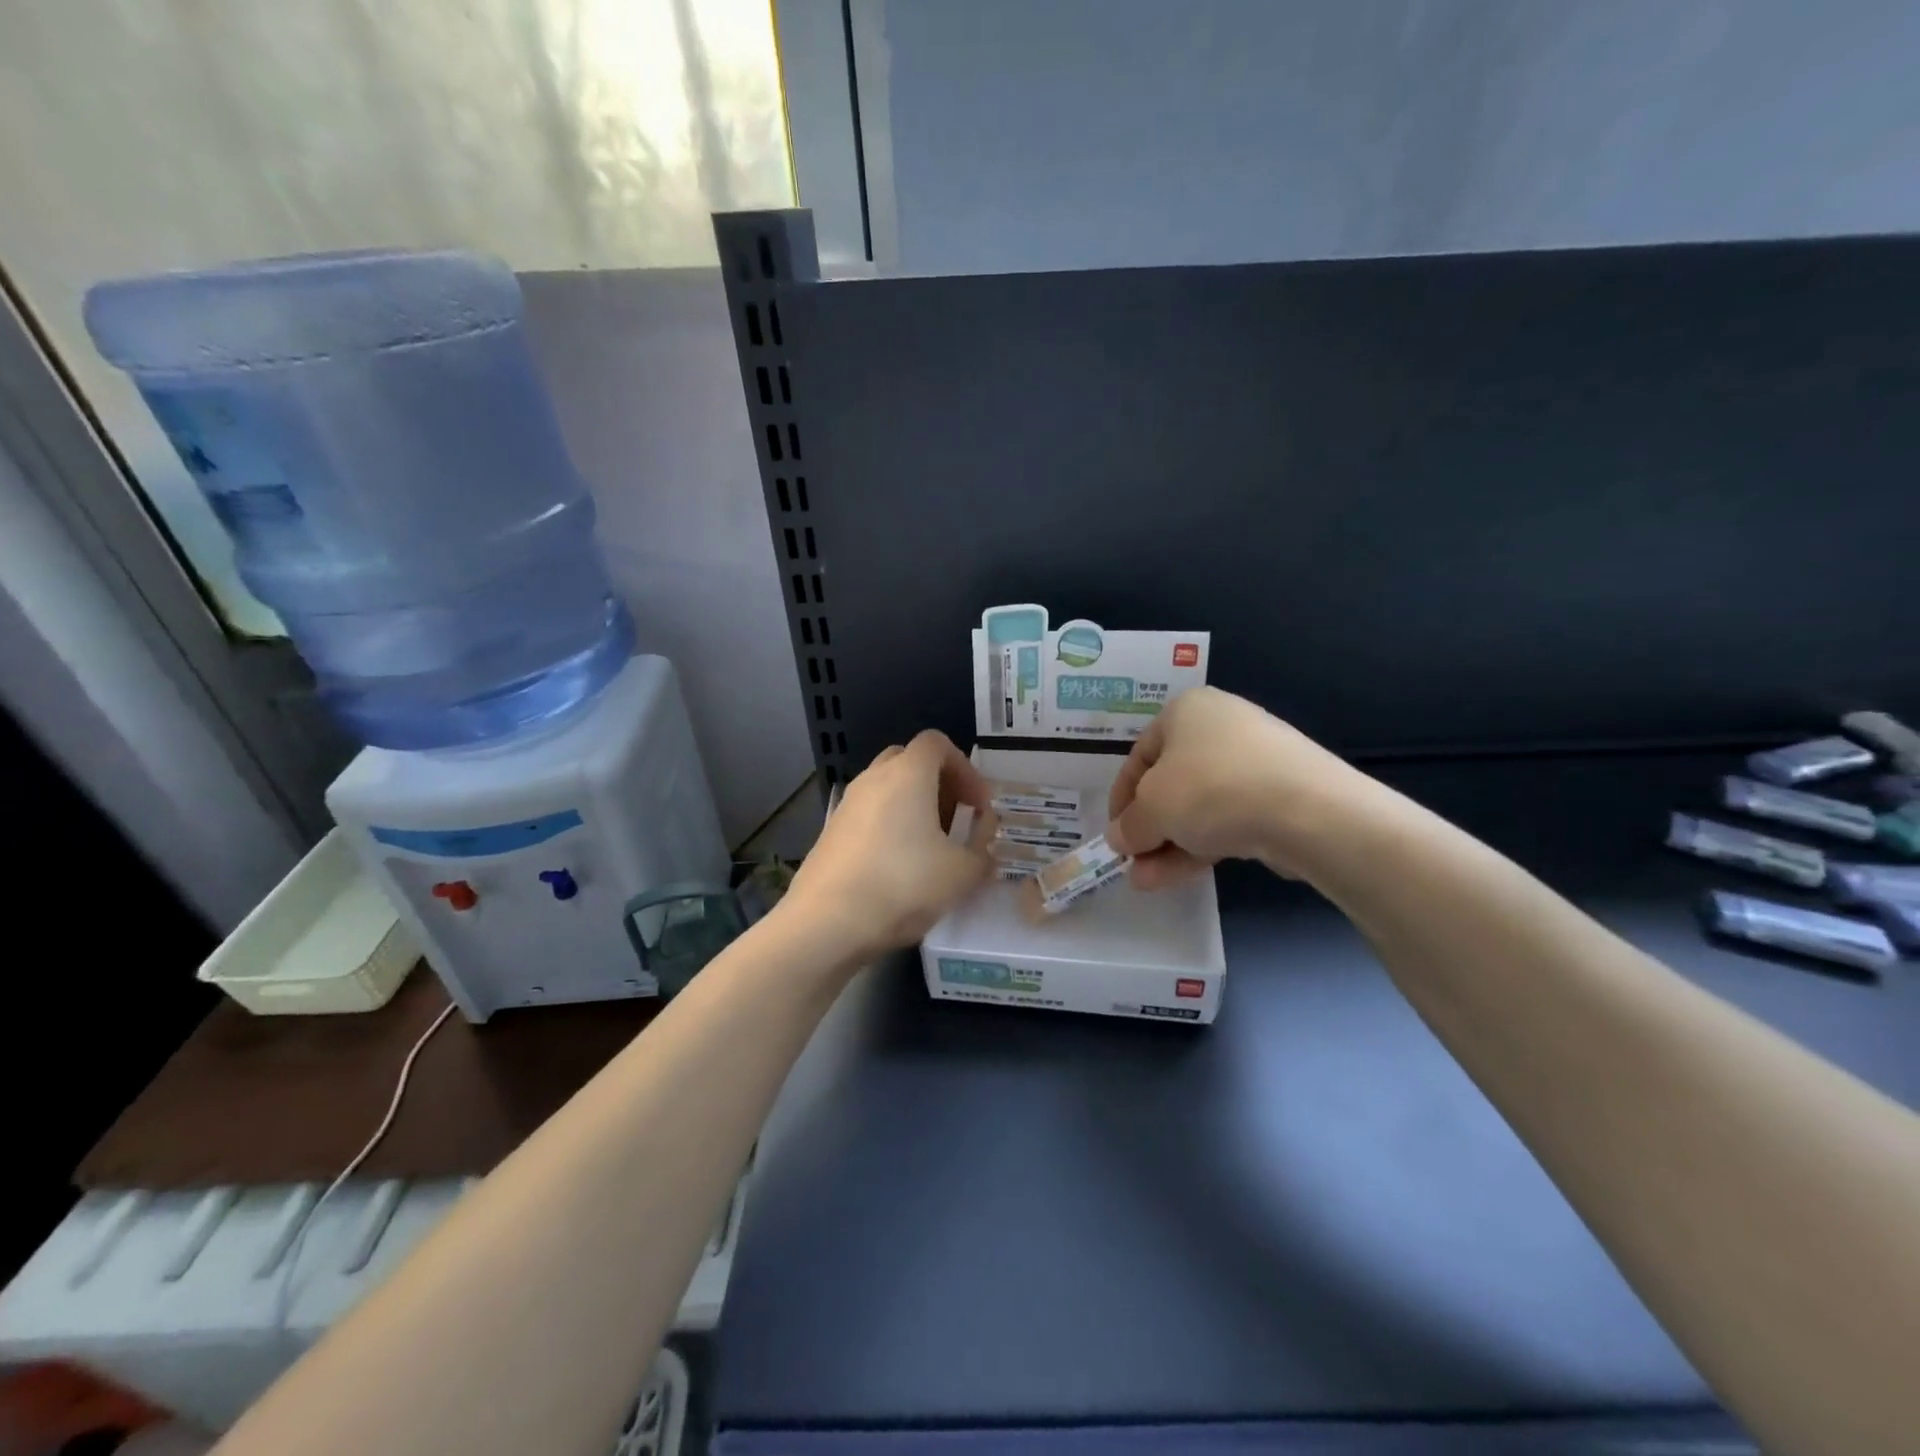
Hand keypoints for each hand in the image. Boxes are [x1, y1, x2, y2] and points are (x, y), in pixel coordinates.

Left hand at [785, 730, 995, 963]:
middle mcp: (873, 778)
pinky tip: (898, 866)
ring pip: (886, 788)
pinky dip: (889, 826)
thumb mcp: (962, 872)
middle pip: (909, 761)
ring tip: (930, 847)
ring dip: (912, 806)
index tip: (978, 805)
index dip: (965, 768)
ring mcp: (847, 804)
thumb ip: (982, 848)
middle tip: (955, 818)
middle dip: (937, 783)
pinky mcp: (830, 832)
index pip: (937, 743)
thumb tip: (983, 836)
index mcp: (908, 773)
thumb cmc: (903, 885)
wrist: (827, 923)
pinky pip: (868, 815)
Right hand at [1106, 687, 1364, 888]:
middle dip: (1148, 828)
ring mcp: (1256, 760)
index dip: (1120, 799)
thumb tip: (1120, 839)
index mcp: (1186, 711)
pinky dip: (1202, 844)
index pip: (1139, 756)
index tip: (1115, 834)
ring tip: (1147, 882)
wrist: (1307, 810)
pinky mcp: (1281, 794)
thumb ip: (1129, 826)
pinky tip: (1181, 875)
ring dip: (1169, 845)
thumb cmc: (1210, 789)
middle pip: (1170, 783)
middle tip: (1133, 862)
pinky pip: (1228, 818)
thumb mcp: (1151, 808)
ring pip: (1199, 806)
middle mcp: (1221, 726)